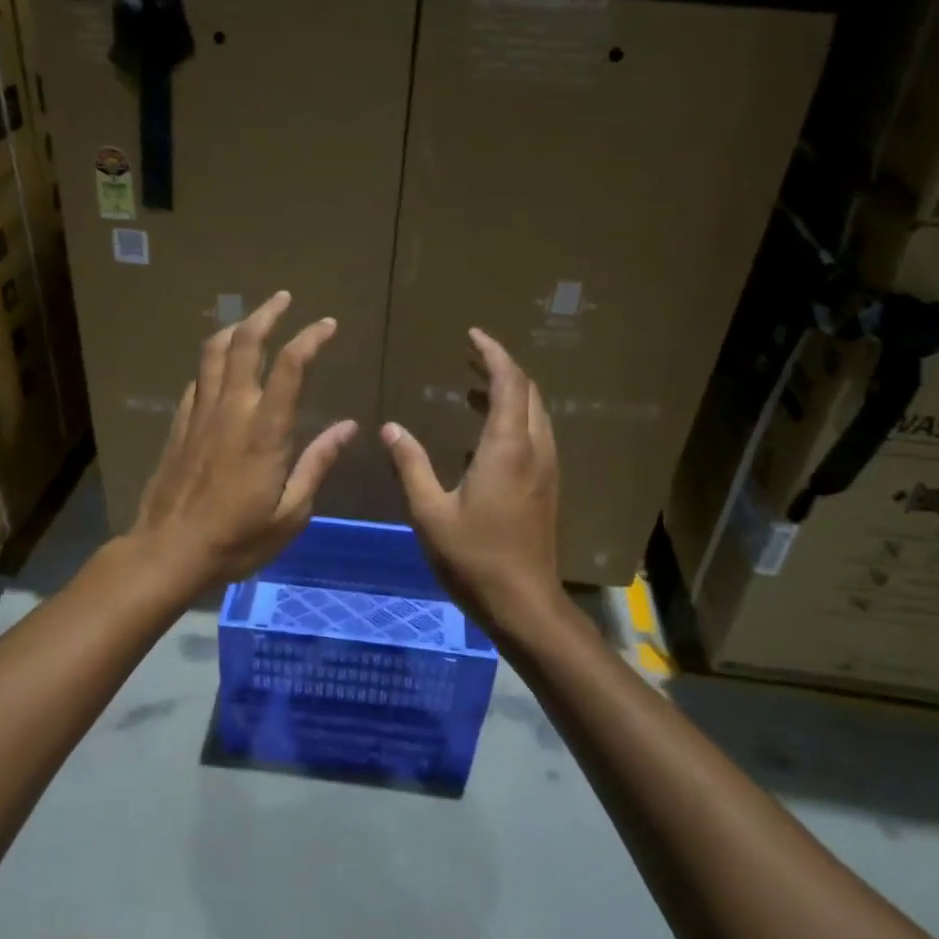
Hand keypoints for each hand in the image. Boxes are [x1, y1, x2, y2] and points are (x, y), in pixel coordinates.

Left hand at [131, 291, 357, 587]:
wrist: (169, 551)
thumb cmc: (237, 539)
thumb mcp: (290, 512)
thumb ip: (317, 463)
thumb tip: (347, 427)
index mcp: (265, 431)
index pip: (291, 367)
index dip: (310, 338)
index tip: (327, 324)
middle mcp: (231, 410)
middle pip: (245, 344)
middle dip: (266, 314)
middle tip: (283, 298)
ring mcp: (200, 414)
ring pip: (214, 354)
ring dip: (235, 329)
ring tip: (251, 320)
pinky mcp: (179, 426)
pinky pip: (197, 381)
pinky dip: (212, 364)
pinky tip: (220, 369)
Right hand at [381, 328, 565, 634]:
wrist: (523, 602)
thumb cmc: (473, 557)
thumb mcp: (429, 511)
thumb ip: (411, 464)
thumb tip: (390, 427)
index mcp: (507, 448)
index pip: (509, 382)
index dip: (493, 353)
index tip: (472, 335)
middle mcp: (535, 449)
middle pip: (528, 392)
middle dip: (502, 367)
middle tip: (471, 355)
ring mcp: (546, 468)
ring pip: (536, 413)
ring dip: (510, 392)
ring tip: (475, 387)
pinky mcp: (547, 486)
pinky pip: (536, 434)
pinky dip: (515, 417)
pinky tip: (486, 434)